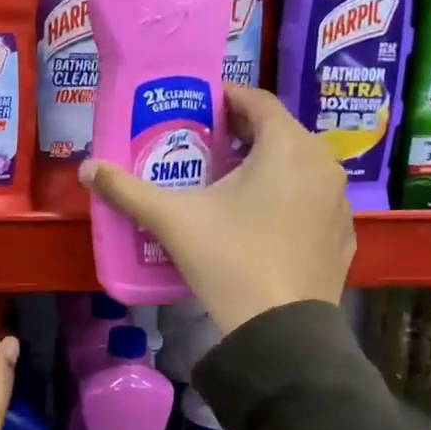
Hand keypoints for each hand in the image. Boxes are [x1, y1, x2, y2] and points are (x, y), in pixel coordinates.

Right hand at [79, 84, 352, 333]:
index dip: (226, 98)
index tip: (199, 107)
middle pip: (280, 133)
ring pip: (300, 167)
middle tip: (207, 145)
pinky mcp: (342, 236)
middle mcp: (322, 164)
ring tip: (231, 183)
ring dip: (268, 166)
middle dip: (243, 134)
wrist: (281, 331)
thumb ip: (127, 190)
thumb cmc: (229, 259)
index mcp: (287, 146)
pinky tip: (263, 222)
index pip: (257, 101)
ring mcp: (339, 202)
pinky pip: (312, 202)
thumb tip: (87, 168)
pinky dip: (288, 199)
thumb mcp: (172, 220)